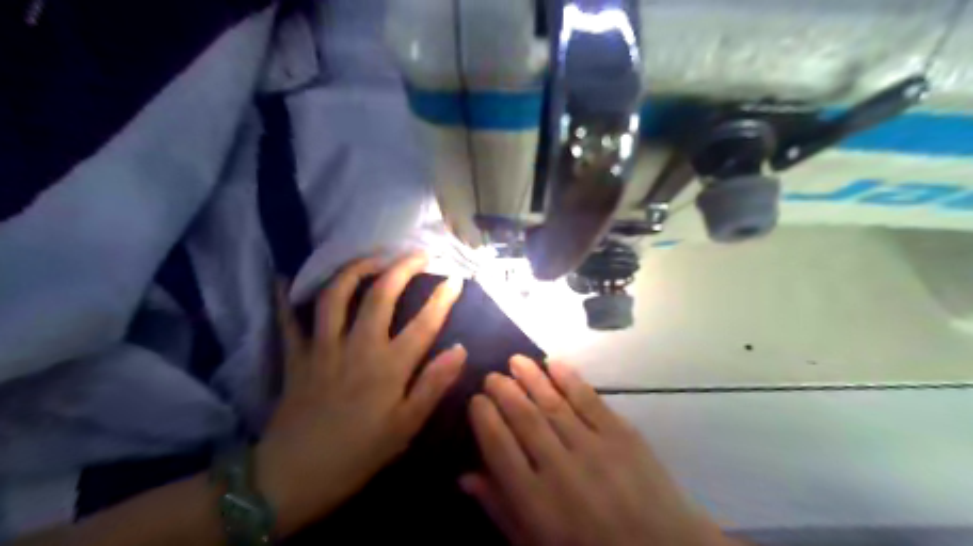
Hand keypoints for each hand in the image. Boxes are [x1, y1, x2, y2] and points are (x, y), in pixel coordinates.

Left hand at [254, 254, 467, 534]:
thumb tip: (461, 349)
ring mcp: (323, 347)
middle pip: (380, 295)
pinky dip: (286, 296)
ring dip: (356, 269)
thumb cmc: (358, 454)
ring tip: (373, 258)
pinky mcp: (296, 356)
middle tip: (419, 254)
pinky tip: (286, 276)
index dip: (443, 298)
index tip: (456, 279)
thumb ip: (433, 385)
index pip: (424, 323)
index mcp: (388, 366)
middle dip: (402, 268)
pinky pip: (288, 319)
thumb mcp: (406, 427)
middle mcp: (357, 346)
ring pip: (336, 295)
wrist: (293, 478)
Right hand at [462, 355, 729, 545]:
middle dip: (504, 391)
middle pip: (524, 418)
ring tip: (515, 360)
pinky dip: (570, 378)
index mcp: (535, 500)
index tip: (476, 400)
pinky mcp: (622, 435)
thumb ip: (501, 509)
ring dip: (531, 377)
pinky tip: (553, 363)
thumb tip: (465, 477)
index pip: (499, 446)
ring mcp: (594, 447)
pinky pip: (590, 400)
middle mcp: (560, 467)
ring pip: (553, 403)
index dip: (484, 418)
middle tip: (492, 376)